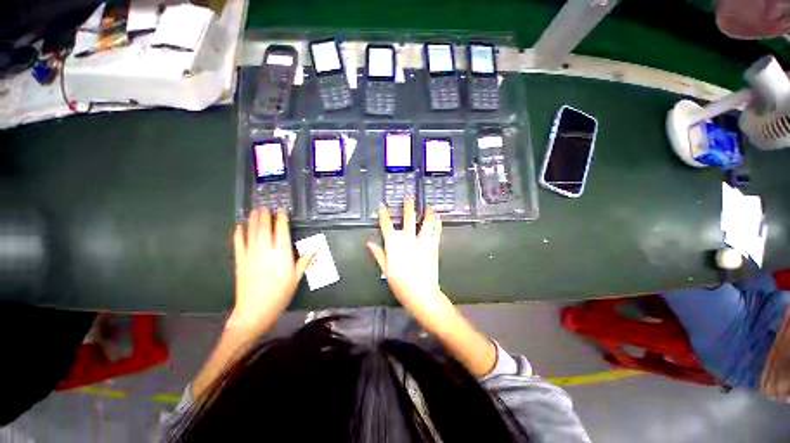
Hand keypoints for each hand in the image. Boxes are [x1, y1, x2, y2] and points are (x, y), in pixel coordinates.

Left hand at [231, 208, 313, 335]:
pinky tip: (239, 227)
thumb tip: (316, 247)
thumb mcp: (297, 277)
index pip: (282, 231)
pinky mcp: (240, 261)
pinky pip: (238, 244)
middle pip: (265, 228)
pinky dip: (238, 234)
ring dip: (252, 220)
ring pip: (252, 233)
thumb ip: (305, 260)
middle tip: (265, 206)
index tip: (281, 210)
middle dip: (265, 216)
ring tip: (254, 210)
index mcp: (282, 254)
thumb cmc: (281, 294)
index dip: (281, 219)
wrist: (255, 311)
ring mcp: (251, 255)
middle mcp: (266, 250)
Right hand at [367, 198, 447, 317]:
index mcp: (394, 246)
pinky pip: (436, 232)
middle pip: (408, 219)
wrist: (422, 295)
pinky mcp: (434, 247)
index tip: (383, 207)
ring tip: (428, 206)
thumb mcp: (386, 271)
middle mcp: (409, 241)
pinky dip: (437, 223)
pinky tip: (438, 218)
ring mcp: (423, 243)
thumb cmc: (401, 285)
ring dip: (427, 213)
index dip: (384, 215)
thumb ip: (379, 255)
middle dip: (408, 207)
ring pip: (426, 223)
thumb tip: (370, 243)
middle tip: (409, 198)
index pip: (387, 226)